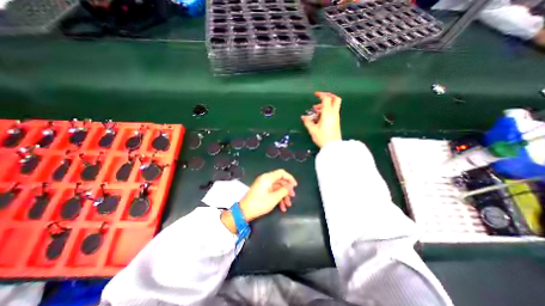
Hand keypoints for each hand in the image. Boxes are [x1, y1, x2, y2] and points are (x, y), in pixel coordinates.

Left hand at [239, 170, 295, 222]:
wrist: (244, 212)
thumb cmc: (259, 204)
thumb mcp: (274, 198)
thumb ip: (284, 190)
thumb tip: (291, 185)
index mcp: (267, 178)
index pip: (281, 173)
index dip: (290, 178)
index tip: (295, 186)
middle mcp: (265, 179)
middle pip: (280, 180)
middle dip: (287, 189)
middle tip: (292, 197)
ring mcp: (263, 185)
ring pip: (277, 187)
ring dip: (283, 195)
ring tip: (287, 205)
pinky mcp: (262, 190)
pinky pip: (272, 191)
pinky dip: (278, 197)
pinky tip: (282, 207)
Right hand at [302, 91, 338, 148]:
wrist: (333, 146)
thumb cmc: (323, 137)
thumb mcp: (313, 129)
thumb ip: (308, 121)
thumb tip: (304, 117)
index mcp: (328, 113)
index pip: (326, 98)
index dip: (321, 94)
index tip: (315, 94)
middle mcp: (334, 113)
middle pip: (335, 99)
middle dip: (329, 96)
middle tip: (320, 98)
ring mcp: (336, 117)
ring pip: (334, 106)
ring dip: (325, 105)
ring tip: (316, 111)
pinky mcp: (336, 122)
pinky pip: (333, 112)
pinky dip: (327, 110)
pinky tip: (320, 117)